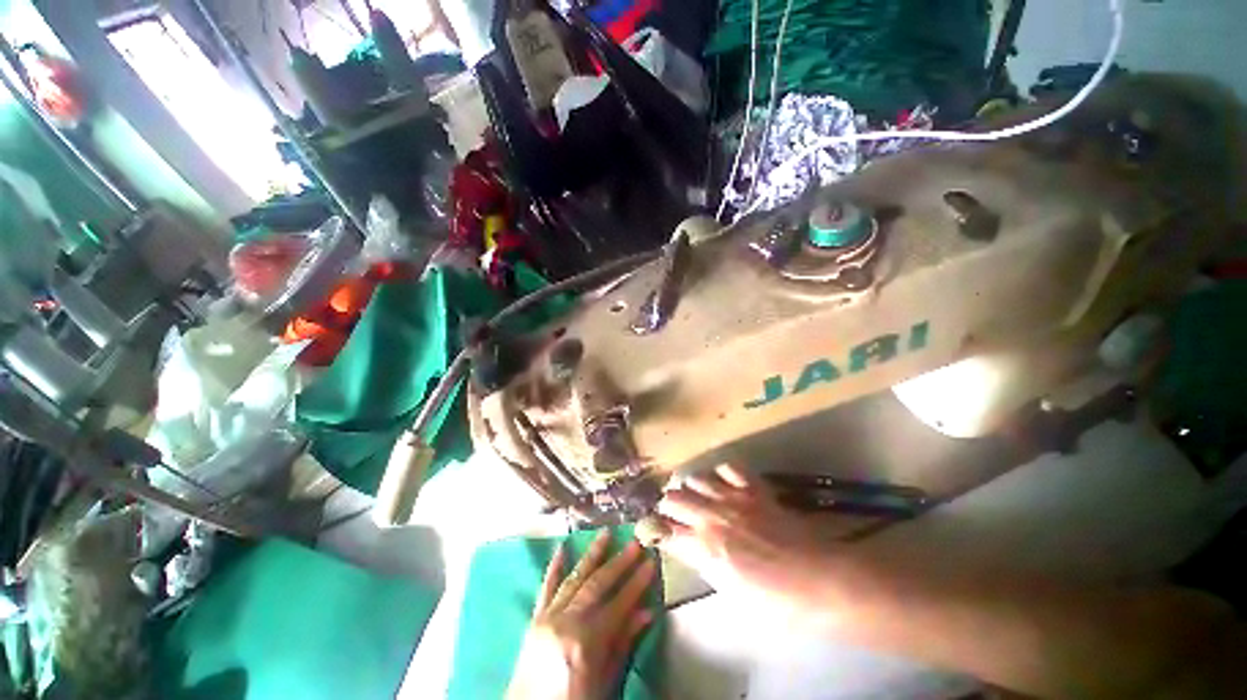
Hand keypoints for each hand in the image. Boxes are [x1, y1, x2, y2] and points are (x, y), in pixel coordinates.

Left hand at [507, 530, 656, 699]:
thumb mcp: (606, 682)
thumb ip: (623, 644)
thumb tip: (646, 612)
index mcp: (586, 642)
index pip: (618, 604)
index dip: (637, 583)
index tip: (651, 563)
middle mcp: (566, 622)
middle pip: (597, 585)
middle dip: (619, 562)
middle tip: (635, 542)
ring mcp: (548, 617)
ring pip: (574, 578)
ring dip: (592, 555)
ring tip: (605, 534)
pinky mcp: (535, 619)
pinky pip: (545, 588)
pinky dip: (554, 568)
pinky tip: (561, 549)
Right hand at [655, 464, 835, 612]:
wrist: (819, 580)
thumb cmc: (776, 601)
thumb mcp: (730, 591)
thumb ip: (703, 563)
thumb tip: (689, 547)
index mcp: (703, 548)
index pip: (663, 531)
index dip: (655, 530)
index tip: (654, 530)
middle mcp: (711, 516)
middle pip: (672, 498)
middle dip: (669, 505)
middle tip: (676, 512)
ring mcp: (733, 497)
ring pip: (695, 477)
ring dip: (692, 487)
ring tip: (698, 494)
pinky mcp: (753, 487)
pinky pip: (728, 467)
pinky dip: (721, 473)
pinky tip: (725, 483)